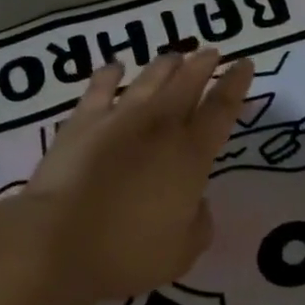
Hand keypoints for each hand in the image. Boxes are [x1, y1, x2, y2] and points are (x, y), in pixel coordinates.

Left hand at [19, 49, 254, 304]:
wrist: (59, 242)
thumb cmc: (128, 253)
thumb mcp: (182, 251)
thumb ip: (199, 223)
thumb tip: (196, 203)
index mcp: (191, 156)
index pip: (222, 110)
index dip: (235, 85)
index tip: (245, 64)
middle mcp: (159, 127)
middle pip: (187, 84)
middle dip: (203, 65)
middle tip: (212, 51)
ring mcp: (118, 119)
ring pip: (149, 80)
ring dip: (165, 65)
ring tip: (175, 55)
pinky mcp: (82, 122)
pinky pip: (100, 88)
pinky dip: (109, 74)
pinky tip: (115, 66)